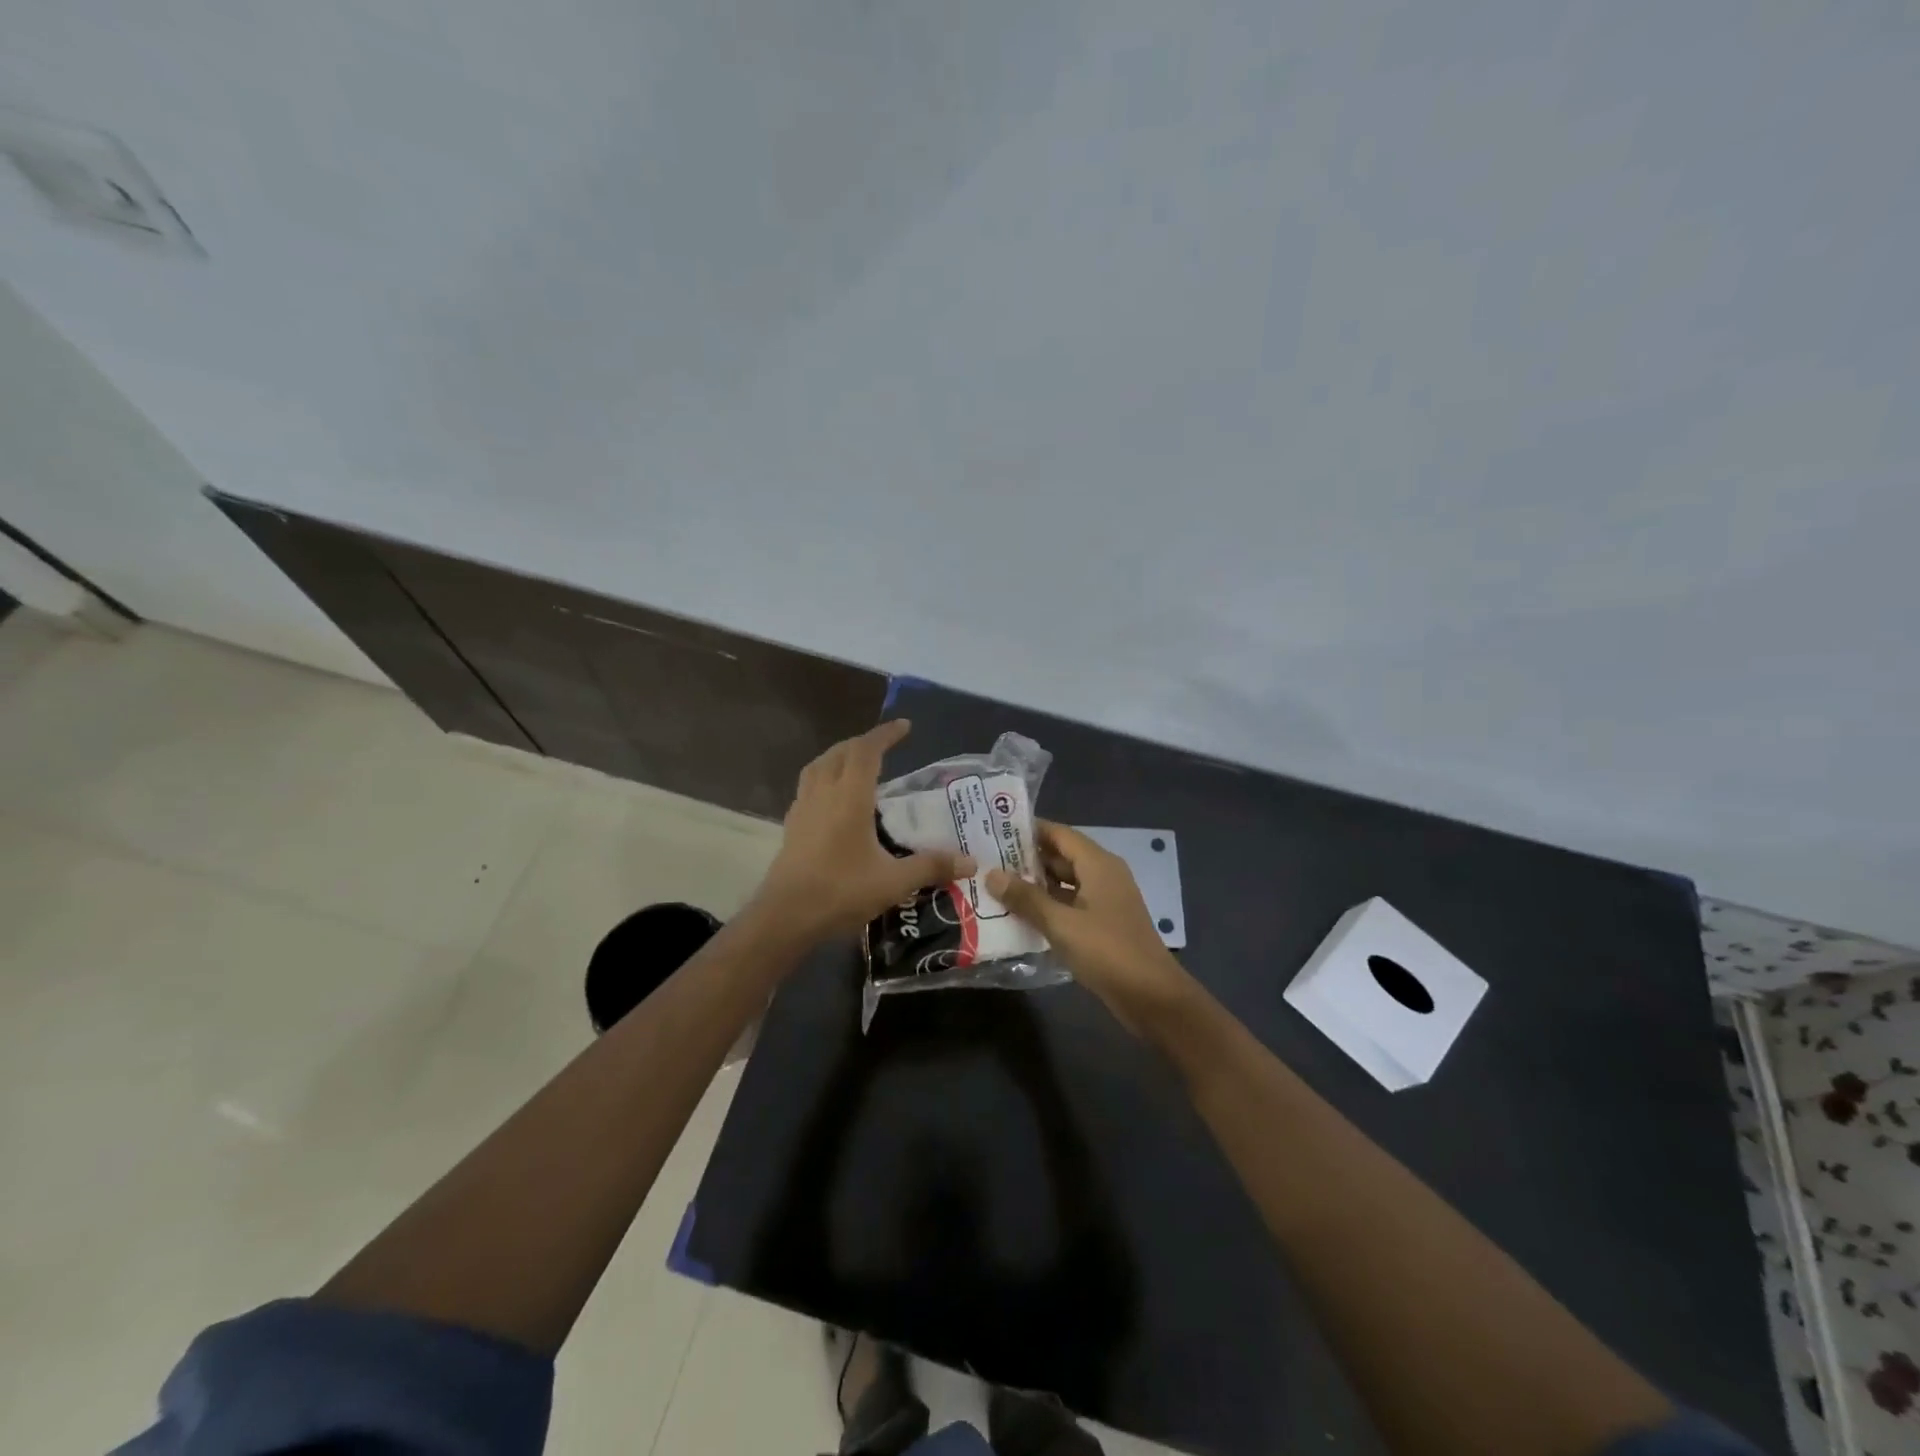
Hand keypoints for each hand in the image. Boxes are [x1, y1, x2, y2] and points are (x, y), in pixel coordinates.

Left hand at [752, 720, 973, 943]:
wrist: (786, 917)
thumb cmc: (840, 892)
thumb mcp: (894, 882)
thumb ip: (931, 867)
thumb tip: (971, 862)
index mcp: (849, 797)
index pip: (866, 750)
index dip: (885, 734)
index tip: (905, 726)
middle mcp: (823, 793)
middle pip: (840, 752)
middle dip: (864, 743)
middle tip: (886, 746)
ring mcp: (803, 808)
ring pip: (818, 766)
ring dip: (839, 757)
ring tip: (857, 765)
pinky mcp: (792, 826)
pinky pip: (808, 787)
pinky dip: (824, 779)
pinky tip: (834, 800)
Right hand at [986, 821, 1196, 1034]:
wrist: (1152, 997)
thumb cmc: (1108, 951)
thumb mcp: (1061, 924)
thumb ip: (1026, 898)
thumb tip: (991, 874)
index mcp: (1098, 864)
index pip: (1059, 833)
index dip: (1028, 830)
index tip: (994, 830)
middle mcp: (1103, 875)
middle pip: (1061, 856)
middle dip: (1026, 859)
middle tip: (987, 860)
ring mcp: (1105, 901)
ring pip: (1064, 883)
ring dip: (1034, 885)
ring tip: (995, 886)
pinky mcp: (1103, 924)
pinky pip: (1070, 905)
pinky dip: (1047, 906)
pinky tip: (1020, 915)